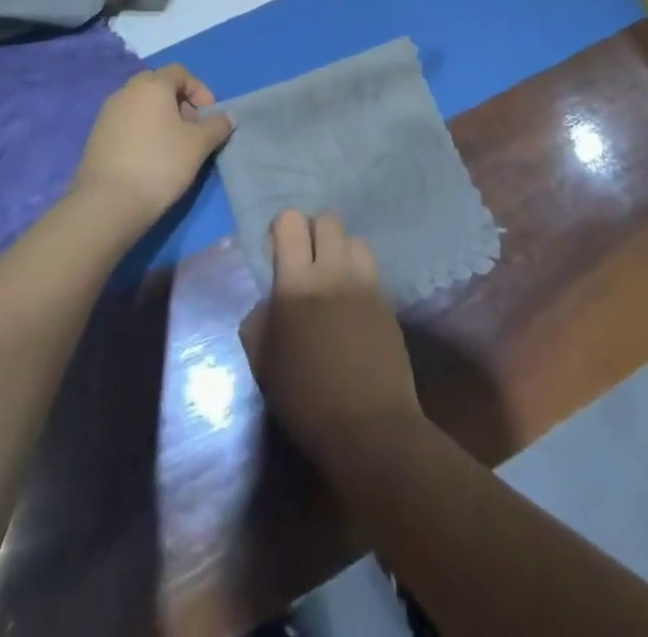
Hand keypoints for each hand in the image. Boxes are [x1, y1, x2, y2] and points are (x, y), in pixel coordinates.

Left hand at [72, 65, 232, 235]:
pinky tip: (150, 158)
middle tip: (191, 129)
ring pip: (141, 105)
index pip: (179, 72)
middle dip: (179, 102)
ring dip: (160, 117)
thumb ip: (217, 126)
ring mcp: (107, 114)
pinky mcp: (97, 137)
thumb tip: (227, 117)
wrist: (108, 203)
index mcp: (152, 85)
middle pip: (158, 85)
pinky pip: (126, 122)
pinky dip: (142, 131)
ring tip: (172, 146)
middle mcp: (126, 92)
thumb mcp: (199, 145)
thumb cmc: (160, 164)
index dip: (199, 90)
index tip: (209, 116)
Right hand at [240, 211, 422, 466]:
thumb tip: (268, 302)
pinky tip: (353, 304)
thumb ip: (258, 321)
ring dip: (341, 250)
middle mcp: (334, 271)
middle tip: (306, 262)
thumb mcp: (264, 364)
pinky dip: (359, 275)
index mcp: (296, 283)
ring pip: (355, 239)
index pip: (290, 221)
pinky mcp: (388, 299)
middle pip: (327, 219)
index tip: (277, 253)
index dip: (281, 229)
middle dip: (313, 232)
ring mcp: (366, 283)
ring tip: (334, 278)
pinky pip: (372, 269)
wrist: (370, 428)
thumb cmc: (306, 400)